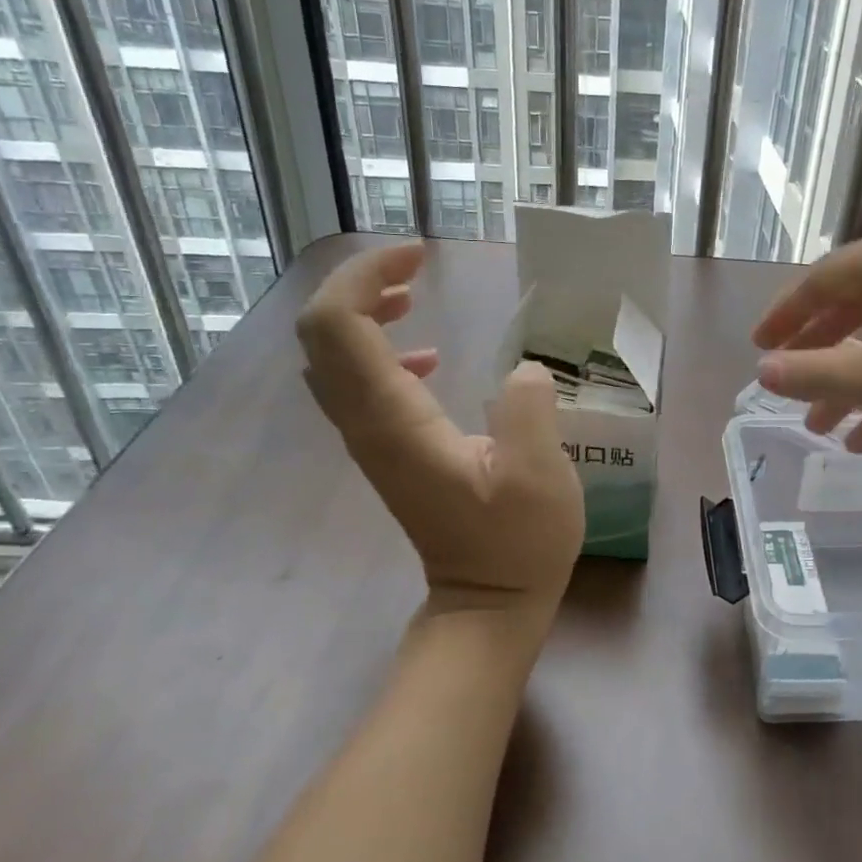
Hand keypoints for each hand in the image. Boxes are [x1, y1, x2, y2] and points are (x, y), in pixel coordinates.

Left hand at [297, 241, 585, 627]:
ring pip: (332, 358)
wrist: (487, 605)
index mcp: (394, 423)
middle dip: (358, 285)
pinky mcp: (383, 450)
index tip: (418, 256)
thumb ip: (527, 411)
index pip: (339, 327)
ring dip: (363, 314)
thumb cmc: (518, 544)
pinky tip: (427, 357)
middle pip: (322, 335)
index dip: (364, 276)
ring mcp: (369, 440)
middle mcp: (365, 426)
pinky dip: (377, 350)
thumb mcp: (540, 475)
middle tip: (414, 269)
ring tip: (414, 297)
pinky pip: (355, 383)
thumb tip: (521, 370)